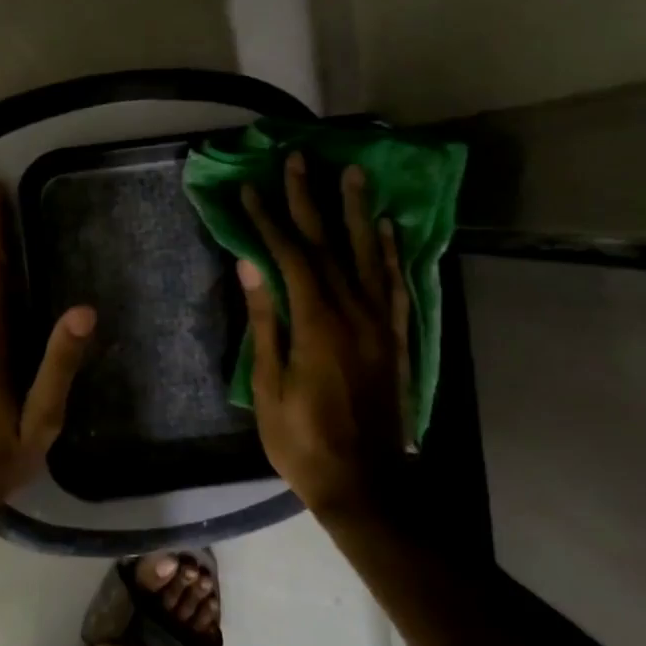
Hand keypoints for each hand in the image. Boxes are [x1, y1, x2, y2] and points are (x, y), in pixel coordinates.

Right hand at [238, 153, 411, 520]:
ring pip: (369, 255)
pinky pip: (396, 286)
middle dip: (309, 199)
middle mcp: (354, 313)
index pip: (290, 256)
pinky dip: (391, 254)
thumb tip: (249, 264)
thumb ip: (265, 321)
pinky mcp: (396, 339)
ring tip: (353, 173)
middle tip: (298, 159)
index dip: (267, 220)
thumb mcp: (269, 386)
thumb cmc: (303, 441)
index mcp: (317, 324)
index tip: (249, 189)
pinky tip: (388, 229)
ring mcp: (381, 324)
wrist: (367, 485)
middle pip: (329, 244)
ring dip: (357, 211)